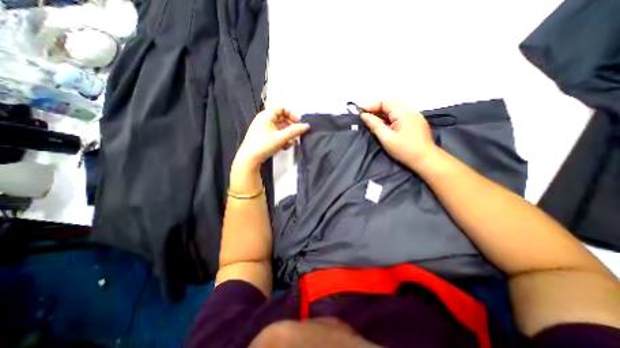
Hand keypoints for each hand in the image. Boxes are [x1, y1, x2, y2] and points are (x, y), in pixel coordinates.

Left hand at [232, 106, 309, 171]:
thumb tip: (306, 126)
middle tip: (297, 133)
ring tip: (291, 142)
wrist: (250, 159)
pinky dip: (282, 138)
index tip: (298, 122)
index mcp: (266, 115)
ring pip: (280, 128)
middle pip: (282, 118)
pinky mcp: (265, 137)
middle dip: (290, 126)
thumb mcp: (281, 137)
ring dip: (287, 134)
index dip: (291, 114)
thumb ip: (294, 131)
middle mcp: (265, 120)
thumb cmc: (263, 145)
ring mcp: (264, 129)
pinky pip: (276, 134)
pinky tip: (285, 146)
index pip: (282, 108)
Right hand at [359, 101, 434, 169]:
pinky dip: (391, 119)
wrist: (426, 159)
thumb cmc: (404, 150)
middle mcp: (410, 110)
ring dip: (383, 116)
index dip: (372, 106)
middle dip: (377, 111)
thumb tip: (364, 115)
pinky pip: (400, 116)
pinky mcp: (416, 122)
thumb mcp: (386, 138)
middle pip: (390, 105)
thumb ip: (375, 125)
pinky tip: (387, 128)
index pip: (384, 102)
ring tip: (376, 125)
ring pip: (395, 111)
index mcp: (403, 113)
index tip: (362, 114)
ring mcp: (415, 116)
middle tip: (367, 121)